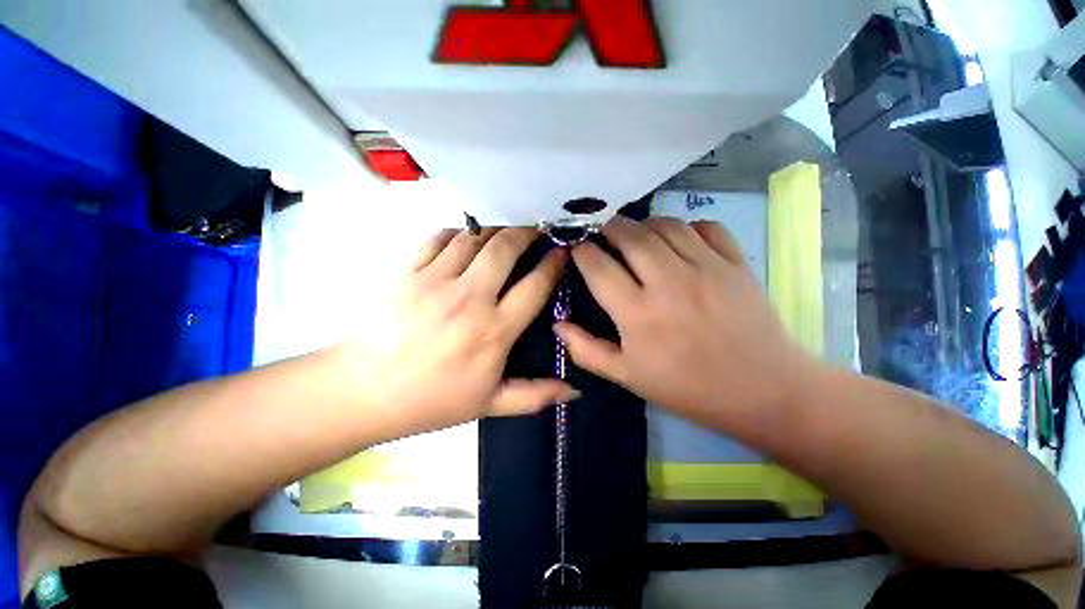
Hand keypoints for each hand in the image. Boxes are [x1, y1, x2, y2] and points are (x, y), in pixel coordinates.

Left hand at [335, 227, 576, 437]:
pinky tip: (464, 238)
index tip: (561, 252)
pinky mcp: (405, 271)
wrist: (361, 392)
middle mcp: (469, 299)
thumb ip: (535, 396)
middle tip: (535, 228)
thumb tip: (574, 390)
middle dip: (526, 232)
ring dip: (495, 228)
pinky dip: (456, 232)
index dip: (553, 264)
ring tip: (504, 230)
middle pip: (505, 248)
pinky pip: (437, 238)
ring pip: (474, 237)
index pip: (535, 286)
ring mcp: (434, 281)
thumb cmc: (430, 400)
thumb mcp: (488, 404)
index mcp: (493, 331)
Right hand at [554, 217, 817, 433]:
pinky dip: (686, 226)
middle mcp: (669, 282)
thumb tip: (557, 324)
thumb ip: (586, 350)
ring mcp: (706, 268)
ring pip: (665, 225)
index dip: (581, 251)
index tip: (575, 247)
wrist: (762, 391)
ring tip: (635, 236)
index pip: (598, 266)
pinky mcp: (735, 263)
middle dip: (607, 228)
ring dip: (643, 225)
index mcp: (638, 313)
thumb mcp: (627, 377)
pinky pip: (706, 227)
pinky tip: (679, 240)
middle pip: (629, 235)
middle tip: (601, 233)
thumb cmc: (687, 387)